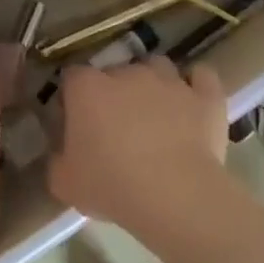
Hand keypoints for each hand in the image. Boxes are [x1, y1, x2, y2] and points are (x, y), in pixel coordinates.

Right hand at [48, 58, 227, 228]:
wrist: (174, 196)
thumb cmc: (111, 185)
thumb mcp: (63, 182)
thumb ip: (57, 158)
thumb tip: (62, 151)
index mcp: (87, 88)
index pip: (72, 77)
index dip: (72, 98)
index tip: (74, 122)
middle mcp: (127, 74)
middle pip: (115, 71)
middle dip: (113, 92)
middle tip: (115, 126)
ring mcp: (170, 81)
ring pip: (157, 67)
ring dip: (153, 83)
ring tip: (154, 112)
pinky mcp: (206, 96)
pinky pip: (202, 77)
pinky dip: (196, 86)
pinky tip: (192, 103)